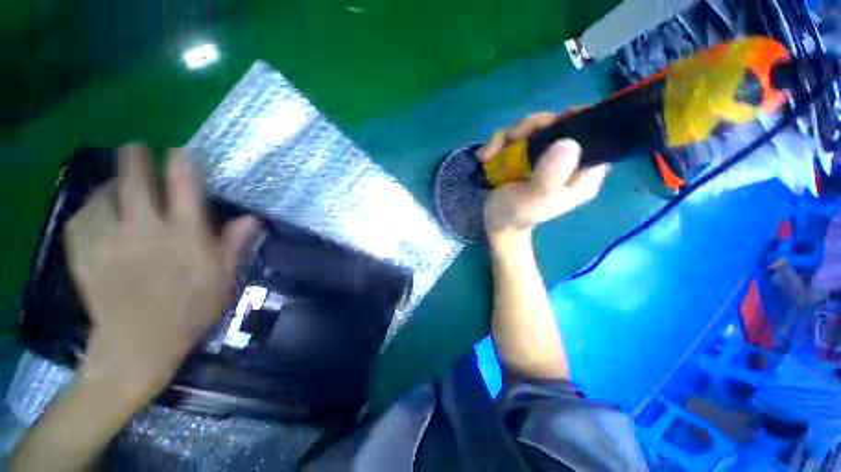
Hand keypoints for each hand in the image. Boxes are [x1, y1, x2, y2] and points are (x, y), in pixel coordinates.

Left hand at [65, 144, 257, 395]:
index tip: (179, 151)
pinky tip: (96, 211)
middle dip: (135, 156)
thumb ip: (233, 244)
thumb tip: (252, 218)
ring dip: (112, 184)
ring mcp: (109, 239)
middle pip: (135, 178)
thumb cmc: (190, 310)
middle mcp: (145, 228)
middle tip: (136, 148)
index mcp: (184, 234)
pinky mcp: (84, 253)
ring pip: (103, 194)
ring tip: (117, 187)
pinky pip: (81, 217)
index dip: (181, 162)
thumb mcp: (222, 278)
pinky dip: (89, 208)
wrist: (138, 345)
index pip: (183, 185)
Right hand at [477, 112, 608, 240]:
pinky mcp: (528, 156)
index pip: (593, 137)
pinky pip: (518, 137)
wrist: (494, 223)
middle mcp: (569, 162)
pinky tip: (485, 157)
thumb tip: (569, 143)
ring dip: (508, 137)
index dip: (574, 122)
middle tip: (511, 139)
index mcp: (582, 175)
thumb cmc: (514, 215)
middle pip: (559, 124)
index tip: (549, 124)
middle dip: (530, 129)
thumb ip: (550, 176)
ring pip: (534, 128)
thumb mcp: (531, 199)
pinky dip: (499, 144)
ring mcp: (546, 157)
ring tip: (488, 156)